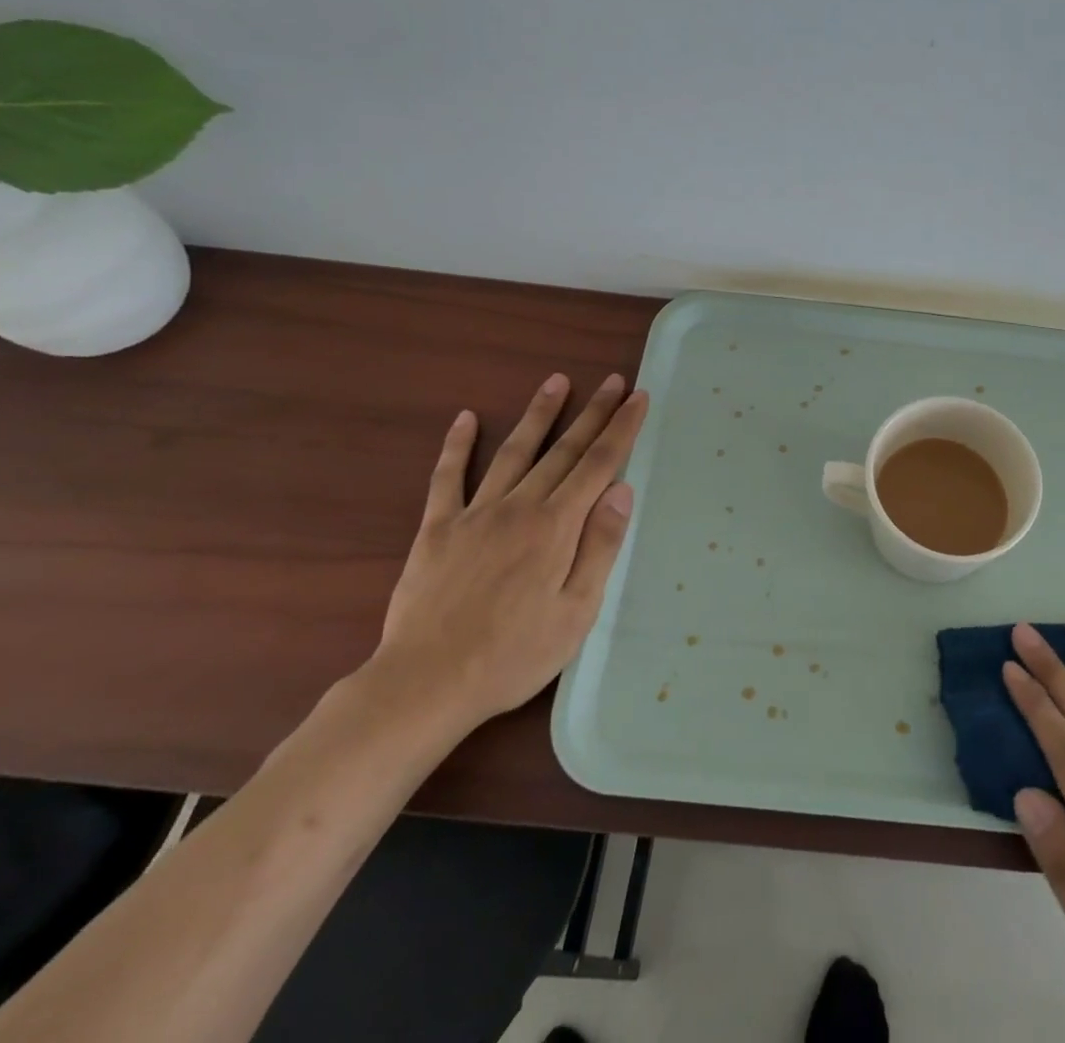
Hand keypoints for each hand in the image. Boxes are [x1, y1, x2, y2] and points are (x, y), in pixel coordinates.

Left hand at [368, 373, 649, 731]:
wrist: (426, 683)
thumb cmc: (514, 655)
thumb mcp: (577, 611)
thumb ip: (600, 545)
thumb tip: (621, 489)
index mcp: (557, 527)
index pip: (599, 465)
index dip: (621, 429)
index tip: (638, 398)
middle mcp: (520, 507)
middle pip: (564, 450)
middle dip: (592, 413)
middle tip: (612, 380)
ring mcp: (475, 514)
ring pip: (514, 452)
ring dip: (538, 415)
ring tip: (557, 381)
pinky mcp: (437, 529)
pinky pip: (448, 478)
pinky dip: (457, 446)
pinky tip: (466, 418)